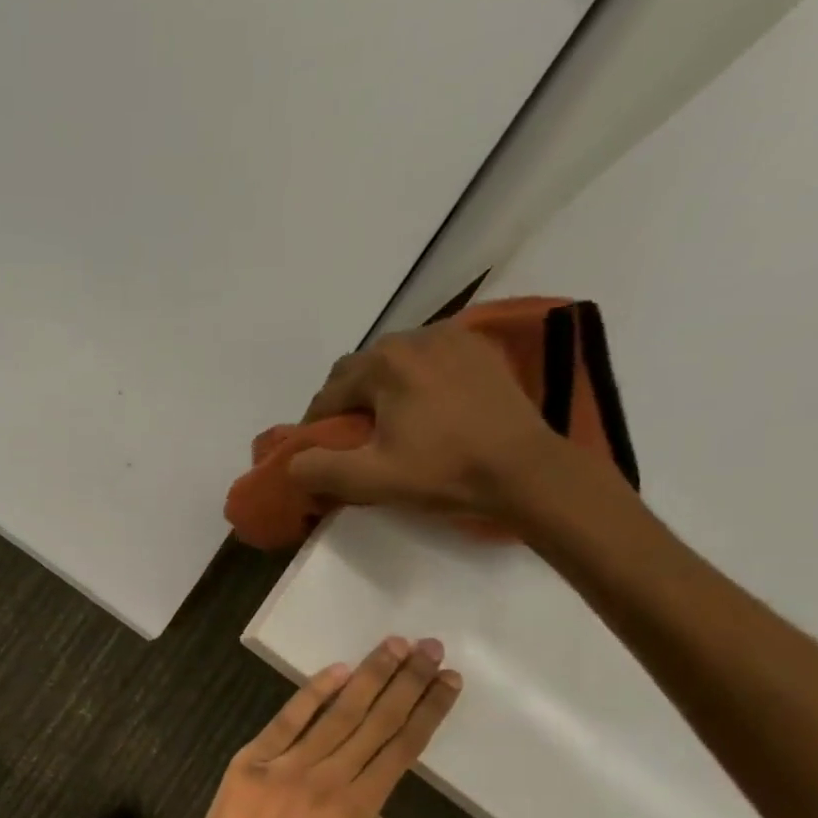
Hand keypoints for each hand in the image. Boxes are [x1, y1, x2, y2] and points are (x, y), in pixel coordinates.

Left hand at [164, 637, 460, 817]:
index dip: (427, 712)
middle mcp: (326, 778)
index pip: (401, 749)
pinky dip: (311, 693)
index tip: (448, 680)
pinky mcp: (252, 759)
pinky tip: (336, 670)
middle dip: (407, 682)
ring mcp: (286, 764)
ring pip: (337, 713)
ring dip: (369, 676)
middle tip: (430, 646)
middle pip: (375, 721)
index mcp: (356, 811)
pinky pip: (286, 719)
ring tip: (394, 646)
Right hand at [288, 323, 559, 518]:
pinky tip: (425, 407)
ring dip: (380, 387)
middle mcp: (414, 337)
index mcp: (384, 364)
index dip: (316, 425)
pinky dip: (416, 379)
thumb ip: (319, 470)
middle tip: (351, 439)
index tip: (318, 453)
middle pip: (360, 369)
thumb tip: (292, 463)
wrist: (525, 470)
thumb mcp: (371, 480)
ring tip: (388, 422)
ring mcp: (452, 338)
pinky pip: (430, 357)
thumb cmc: (444, 472)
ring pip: (395, 360)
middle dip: (347, 401)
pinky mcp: (480, 349)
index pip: (329, 392)